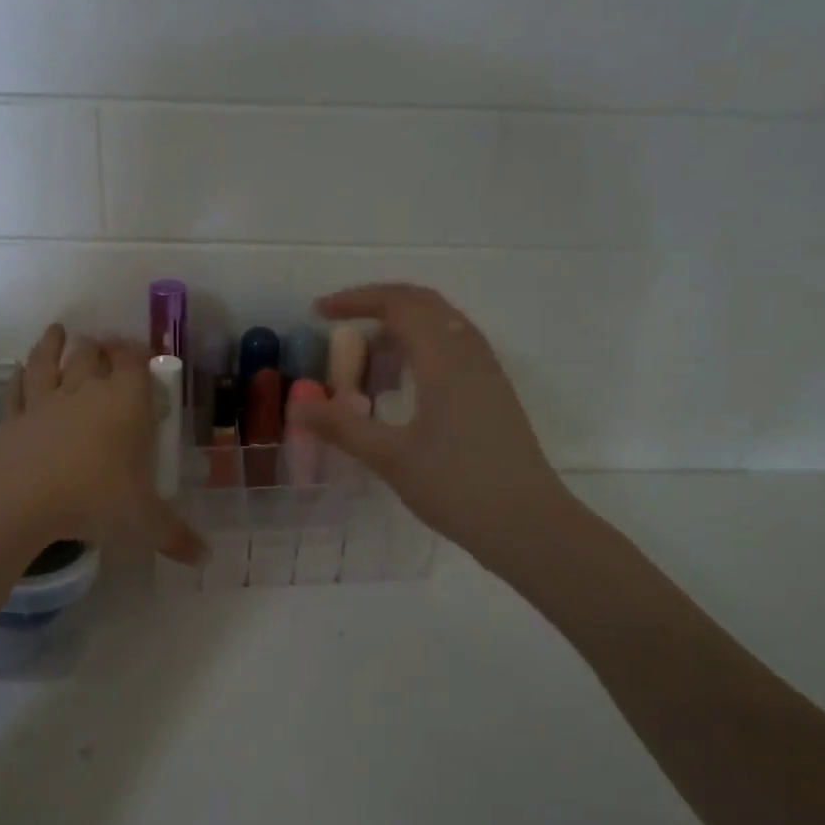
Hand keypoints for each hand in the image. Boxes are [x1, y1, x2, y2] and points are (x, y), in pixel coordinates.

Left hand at [0, 324, 205, 564]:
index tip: (138, 349)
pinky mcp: (14, 417)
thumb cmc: (95, 498)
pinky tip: (17, 368)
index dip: (136, 352)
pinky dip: (19, 375)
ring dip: (55, 344)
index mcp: (126, 403)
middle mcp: (86, 391)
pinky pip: (18, 389)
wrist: (22, 497)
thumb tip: (207, 558)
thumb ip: (176, 536)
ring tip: (59, 331)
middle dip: (100, 346)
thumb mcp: (144, 522)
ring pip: (51, 361)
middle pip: (92, 354)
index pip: (133, 362)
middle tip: (102, 343)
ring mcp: (46, 401)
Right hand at [288, 284, 576, 576]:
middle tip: (340, 324)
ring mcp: (487, 373)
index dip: (356, 300)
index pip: (399, 304)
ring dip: (402, 325)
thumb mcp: (390, 458)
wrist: (528, 524)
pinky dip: (421, 346)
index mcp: (444, 359)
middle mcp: (469, 353)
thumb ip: (341, 427)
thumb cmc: (457, 488)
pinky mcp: (494, 394)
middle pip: (423, 303)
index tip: (319, 313)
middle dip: (378, 304)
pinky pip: (454, 347)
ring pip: (442, 324)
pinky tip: (404, 382)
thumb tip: (296, 407)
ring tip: (368, 355)